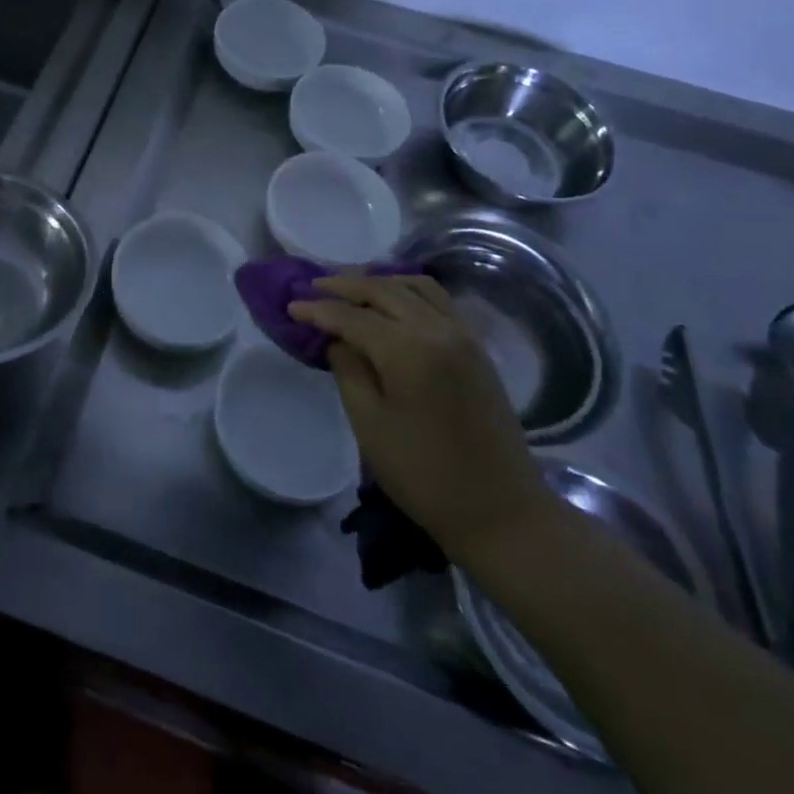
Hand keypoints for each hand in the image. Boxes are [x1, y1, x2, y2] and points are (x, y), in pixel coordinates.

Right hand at [290, 275, 558, 563]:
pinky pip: (438, 299)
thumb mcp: (370, 426)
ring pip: (414, 285)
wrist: (502, 512)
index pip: (352, 316)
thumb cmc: (425, 475)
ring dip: (379, 281)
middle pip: (383, 289)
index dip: (318, 309)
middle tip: (313, 288)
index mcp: (408, 350)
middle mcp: (437, 329)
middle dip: (344, 285)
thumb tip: (338, 340)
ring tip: (351, 289)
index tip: (290, 306)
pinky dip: (408, 290)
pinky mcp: (476, 347)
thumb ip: (349, 371)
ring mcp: (462, 335)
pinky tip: (392, 302)